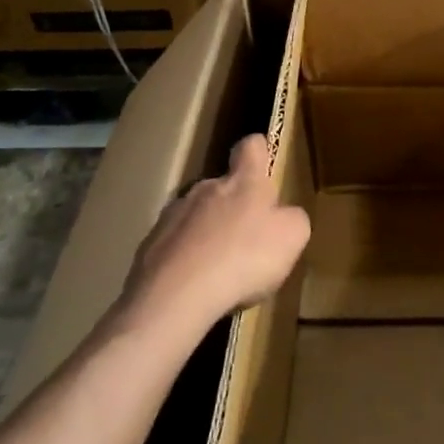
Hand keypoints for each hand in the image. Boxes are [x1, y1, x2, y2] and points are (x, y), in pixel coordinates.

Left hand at [117, 134, 310, 335]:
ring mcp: (173, 215)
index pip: (251, 146)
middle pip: (222, 184)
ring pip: (197, 215)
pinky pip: (175, 245)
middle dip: (235, 204)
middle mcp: (205, 188)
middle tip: (249, 236)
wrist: (176, 297)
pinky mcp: (150, 245)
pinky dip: (187, 258)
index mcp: (243, 181)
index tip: (265, 162)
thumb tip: (284, 214)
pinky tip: (196, 286)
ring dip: (208, 232)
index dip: (260, 150)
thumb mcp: (292, 237)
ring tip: (220, 268)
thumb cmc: (245, 258)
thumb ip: (292, 218)